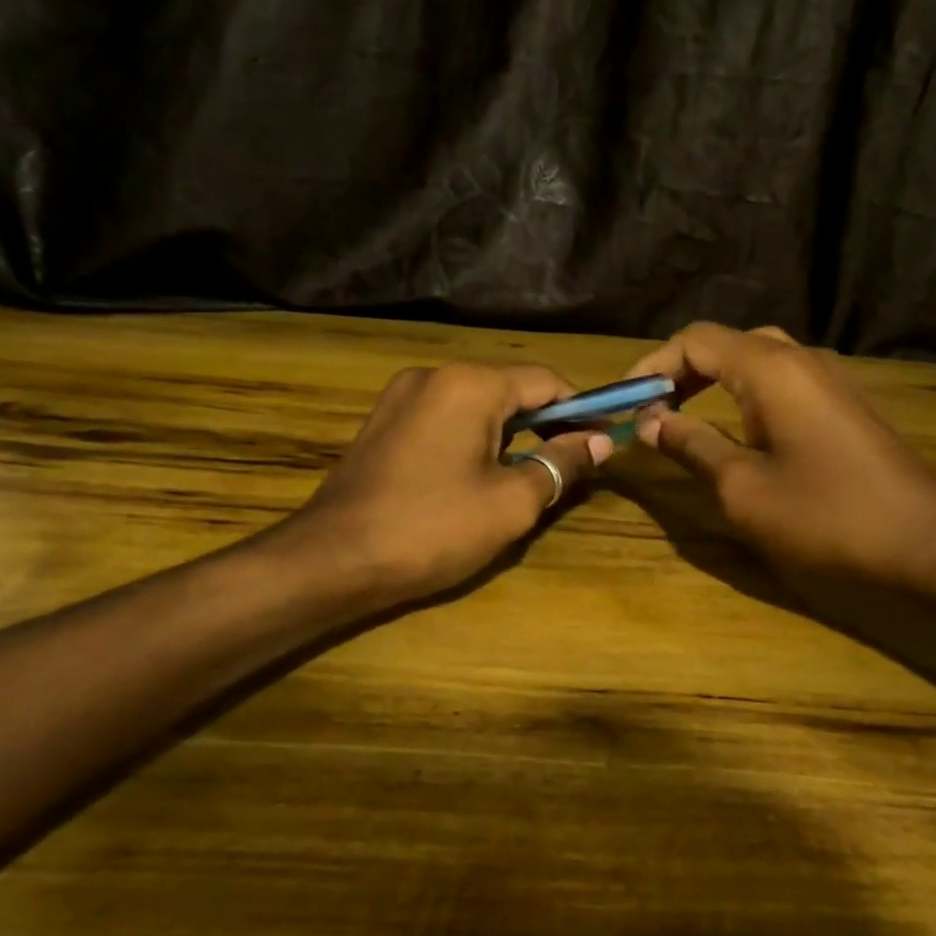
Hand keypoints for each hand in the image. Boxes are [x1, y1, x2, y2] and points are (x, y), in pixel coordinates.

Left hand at [287, 363, 609, 604]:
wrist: (332, 560)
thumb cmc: (432, 528)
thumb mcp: (511, 502)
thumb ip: (560, 463)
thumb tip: (599, 442)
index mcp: (469, 384)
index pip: (546, 381)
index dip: (581, 410)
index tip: (602, 443)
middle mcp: (434, 375)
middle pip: (510, 389)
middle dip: (545, 424)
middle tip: (569, 467)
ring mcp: (401, 397)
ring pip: (476, 406)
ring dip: (509, 435)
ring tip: (527, 478)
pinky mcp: (382, 423)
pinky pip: (444, 419)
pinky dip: (473, 440)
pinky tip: (477, 477)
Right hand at [624, 324, 935, 593]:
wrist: (929, 545)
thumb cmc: (826, 516)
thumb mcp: (742, 487)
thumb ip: (691, 445)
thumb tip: (650, 422)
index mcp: (770, 368)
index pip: (695, 341)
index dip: (653, 366)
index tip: (626, 403)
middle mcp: (801, 359)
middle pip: (726, 344)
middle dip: (682, 372)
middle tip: (653, 411)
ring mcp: (830, 380)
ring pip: (757, 360)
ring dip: (714, 383)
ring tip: (684, 419)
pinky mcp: (845, 405)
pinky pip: (783, 382)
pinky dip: (746, 395)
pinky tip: (738, 431)